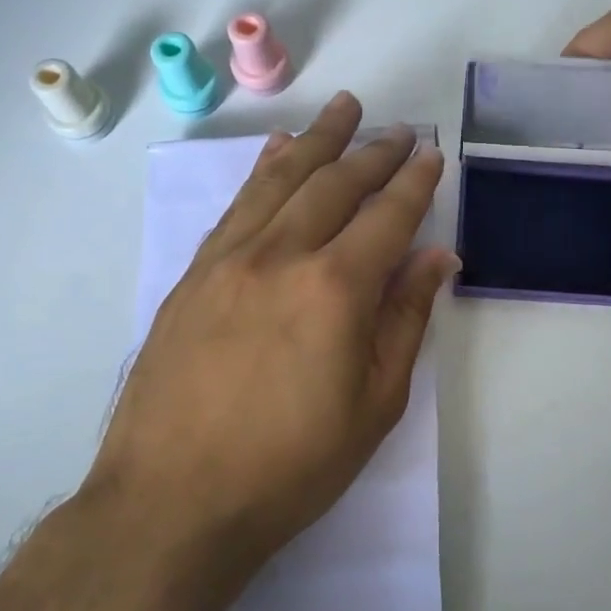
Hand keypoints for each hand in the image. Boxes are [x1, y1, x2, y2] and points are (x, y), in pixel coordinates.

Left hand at [91, 92, 455, 571]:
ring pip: (281, 181)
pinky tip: (278, 154)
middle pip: (335, 185)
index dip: (414, 182)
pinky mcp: (193, 275)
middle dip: (373, 152)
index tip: (430, 154)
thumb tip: (437, 259)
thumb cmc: (292, 465)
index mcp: (335, 289)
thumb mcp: (375, 403)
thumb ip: (406, 320)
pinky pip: (237, 206)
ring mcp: (229, 260)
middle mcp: (282, 256)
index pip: (387, 216)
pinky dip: (264, 171)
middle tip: (397, 129)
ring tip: (343, 109)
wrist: (173, 501)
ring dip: (318, 141)